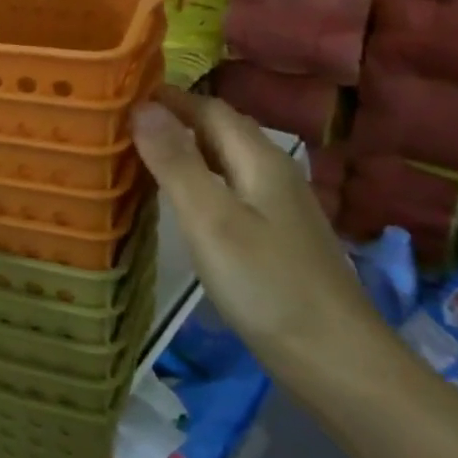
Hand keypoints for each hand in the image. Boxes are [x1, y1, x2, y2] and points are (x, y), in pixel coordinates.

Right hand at [131, 90, 386, 377]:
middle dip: (174, 119)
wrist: (338, 363)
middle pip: (220, 131)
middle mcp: (274, 174)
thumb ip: (174, 161)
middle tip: (121, 123)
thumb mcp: (210, 219)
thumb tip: (141, 105)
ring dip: (185, 150)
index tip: (120, 93)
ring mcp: (280, 209)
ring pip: (225, 161)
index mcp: (260, 160)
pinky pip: (230, 190)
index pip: (209, 108)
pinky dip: (199, 181)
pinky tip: (181, 203)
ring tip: (139, 155)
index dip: (168, 97)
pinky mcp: (277, 239)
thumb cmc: (267, 285)